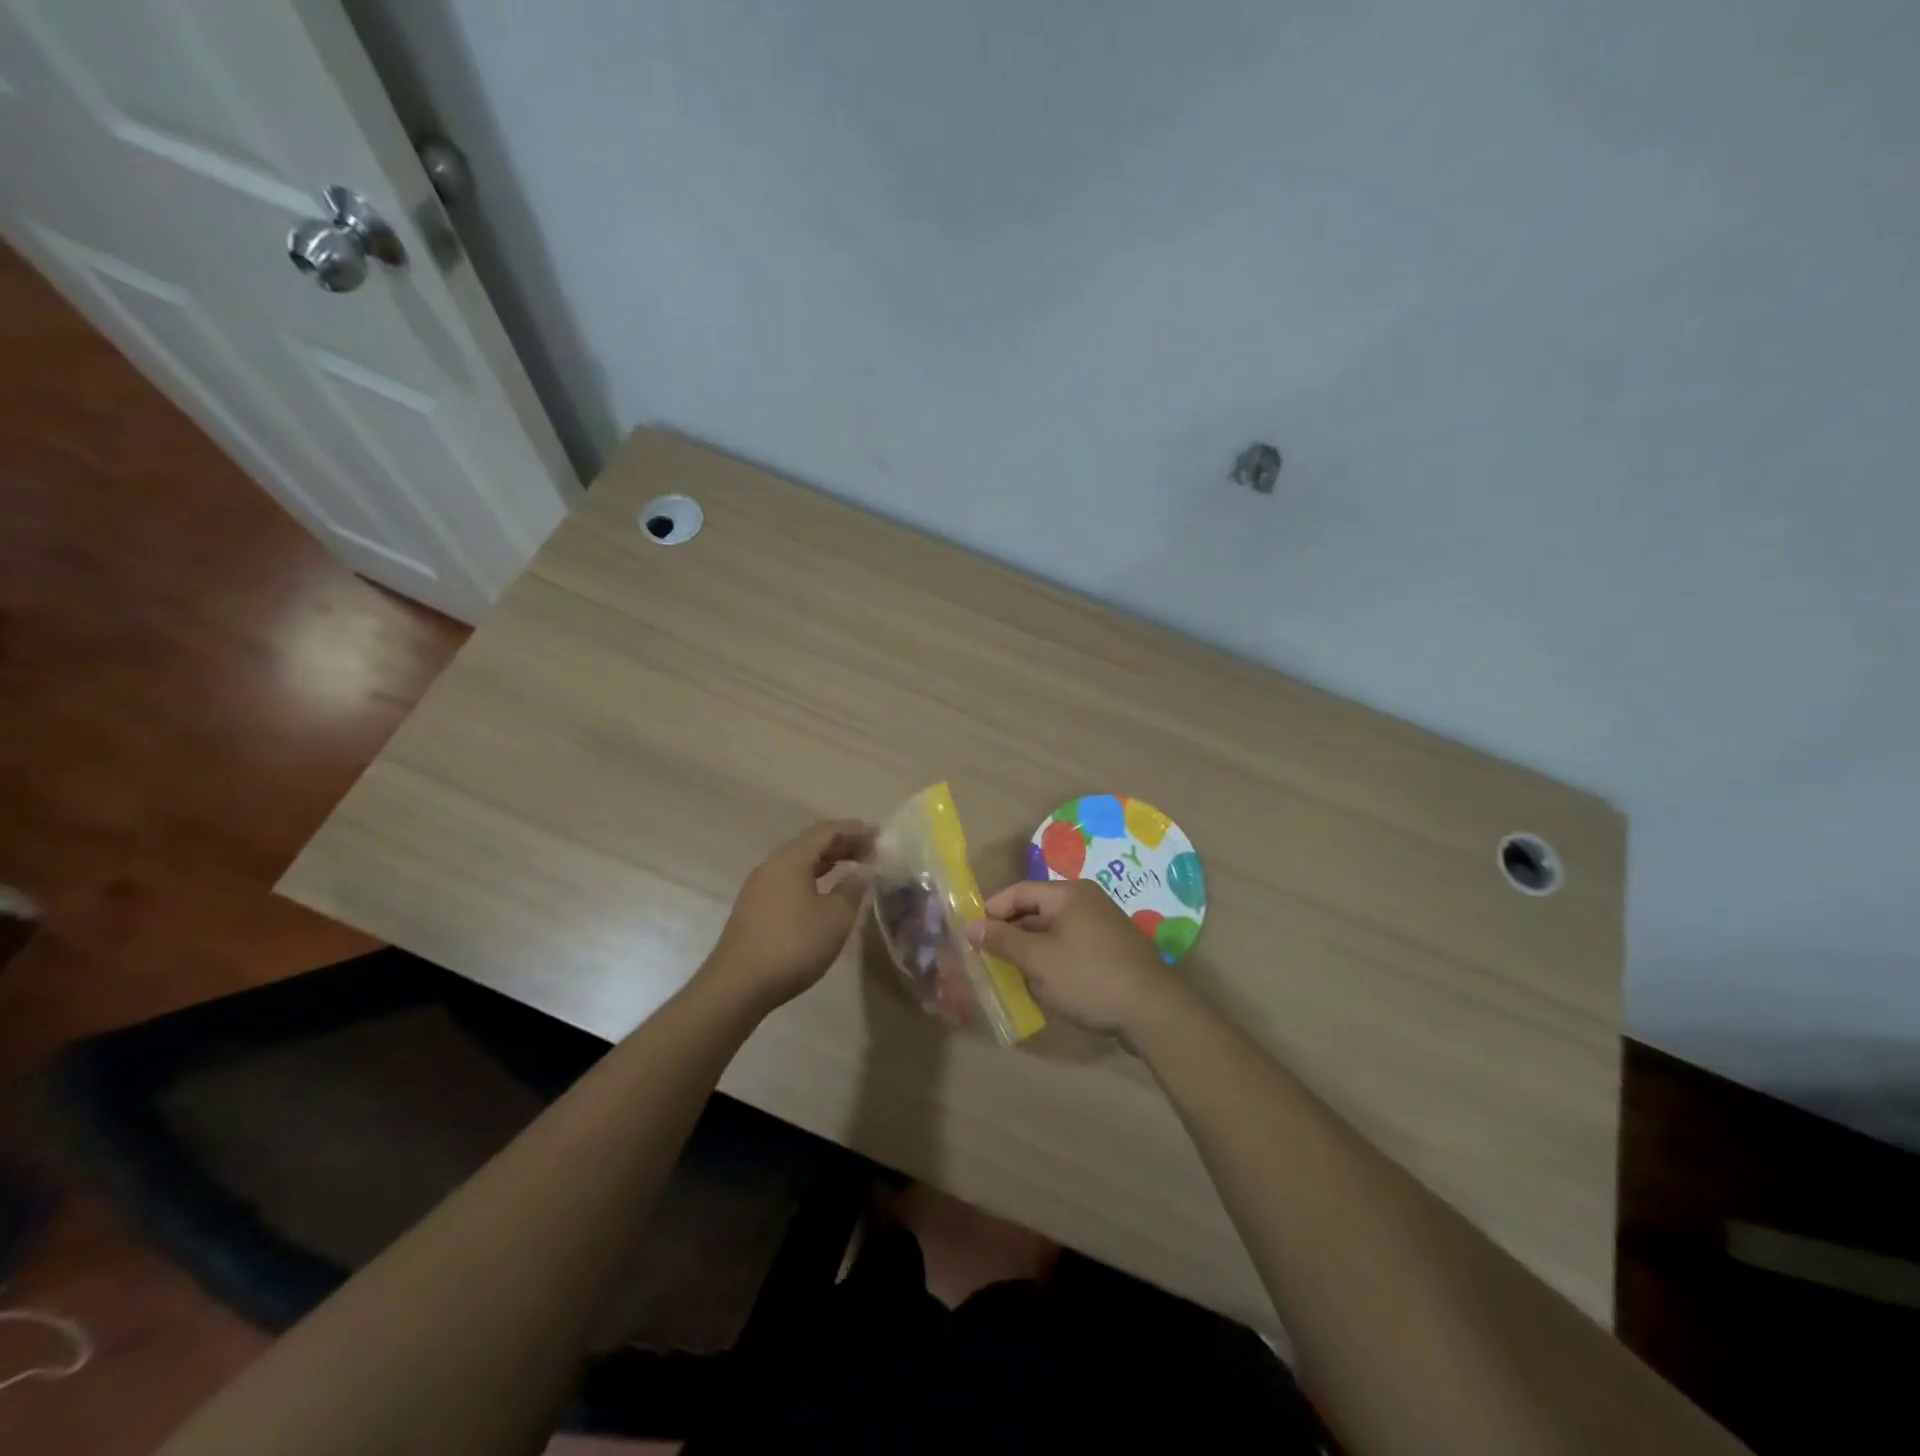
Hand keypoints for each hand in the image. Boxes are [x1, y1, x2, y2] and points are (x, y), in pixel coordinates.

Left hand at [704, 820, 876, 1009]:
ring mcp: (759, 888)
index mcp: (791, 859)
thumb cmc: (793, 945)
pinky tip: (826, 896)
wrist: (737, 986)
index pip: (827, 831)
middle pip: (811, 844)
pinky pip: (790, 881)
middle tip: (872, 852)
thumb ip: (851, 890)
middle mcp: (772, 866)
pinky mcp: (755, 909)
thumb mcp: (835, 918)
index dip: (855, 829)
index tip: (880, 835)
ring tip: (854, 870)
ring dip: (828, 863)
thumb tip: (860, 873)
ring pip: (799, 864)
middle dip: (843, 845)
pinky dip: (814, 880)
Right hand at [967, 879, 1177, 1035]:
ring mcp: (1102, 925)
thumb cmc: (1089, 978)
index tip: (970, 935)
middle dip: (1010, 932)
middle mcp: (1087, 901)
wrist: (1153, 1011)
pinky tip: (1042, 982)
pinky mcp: (1112, 950)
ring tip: (1008, 972)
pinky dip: (1052, 958)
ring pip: (1053, 930)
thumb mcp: (1039, 961)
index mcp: (1069, 894)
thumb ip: (1003, 941)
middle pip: (1037, 909)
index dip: (992, 910)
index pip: (1019, 891)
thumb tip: (972, 926)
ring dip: (1030, 949)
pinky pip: (1071, 945)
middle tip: (985, 956)